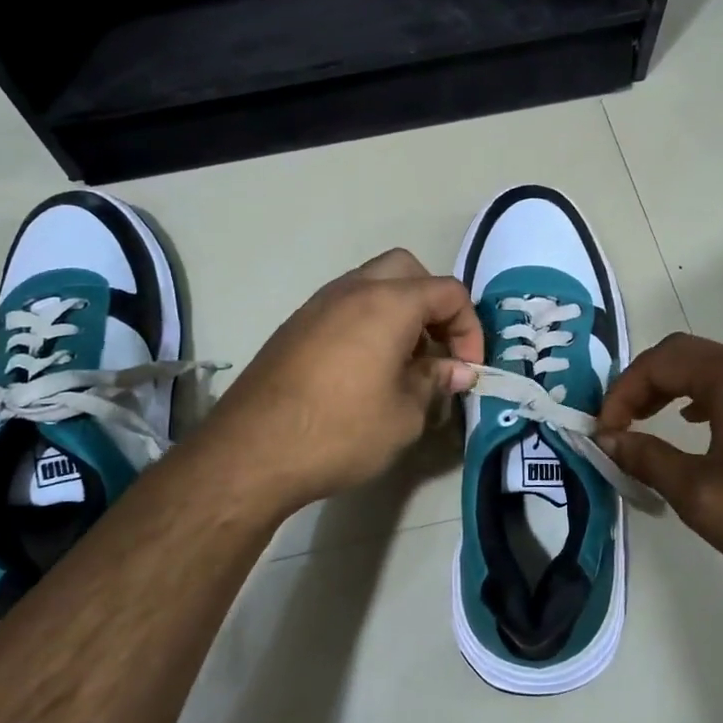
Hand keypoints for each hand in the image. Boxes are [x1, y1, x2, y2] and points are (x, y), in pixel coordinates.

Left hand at [185, 248, 481, 516]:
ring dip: (398, 312)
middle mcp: (352, 290)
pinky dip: (367, 323)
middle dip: (432, 304)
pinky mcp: (294, 327)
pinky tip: (365, 371)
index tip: (467, 369)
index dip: (469, 328)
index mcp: (388, 303)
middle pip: (407, 271)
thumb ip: (435, 382)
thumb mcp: (405, 414)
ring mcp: (318, 305)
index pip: (448, 292)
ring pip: (371, 285)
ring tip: (404, 363)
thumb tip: (456, 370)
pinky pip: (344, 307)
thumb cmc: (342, 430)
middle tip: (436, 349)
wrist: (252, 451)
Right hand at [595, 334, 722, 589]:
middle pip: (684, 355)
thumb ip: (647, 458)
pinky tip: (690, 426)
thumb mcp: (699, 494)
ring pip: (708, 371)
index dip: (623, 390)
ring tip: (643, 421)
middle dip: (642, 382)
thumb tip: (608, 439)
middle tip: (618, 421)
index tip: (604, 431)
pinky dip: (697, 399)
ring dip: (668, 388)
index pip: (662, 361)